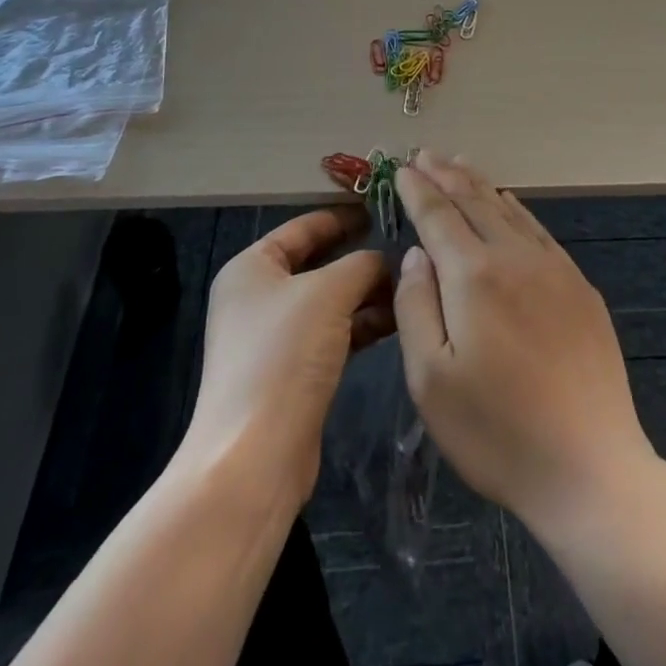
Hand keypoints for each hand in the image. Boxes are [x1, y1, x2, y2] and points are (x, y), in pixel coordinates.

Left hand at [185, 205, 394, 507]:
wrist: (255, 456)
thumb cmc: (284, 356)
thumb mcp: (329, 293)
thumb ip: (362, 264)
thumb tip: (386, 258)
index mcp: (252, 267)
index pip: (304, 227)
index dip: (344, 215)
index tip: (386, 208)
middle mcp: (258, 296)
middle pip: (319, 263)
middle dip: (363, 257)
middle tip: (409, 246)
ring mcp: (274, 337)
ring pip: (330, 300)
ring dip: (368, 292)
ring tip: (413, 283)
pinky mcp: (292, 371)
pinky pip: (333, 333)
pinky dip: (362, 323)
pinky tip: (398, 319)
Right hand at [392, 151, 658, 533]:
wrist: (590, 466)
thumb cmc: (496, 432)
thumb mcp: (431, 380)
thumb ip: (416, 306)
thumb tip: (417, 254)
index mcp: (474, 276)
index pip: (439, 216)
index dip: (417, 190)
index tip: (401, 168)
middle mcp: (515, 258)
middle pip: (474, 203)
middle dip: (446, 175)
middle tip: (426, 154)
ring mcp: (554, 270)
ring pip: (509, 211)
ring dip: (480, 184)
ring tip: (460, 163)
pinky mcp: (579, 288)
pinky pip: (539, 231)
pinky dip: (517, 209)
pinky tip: (509, 203)